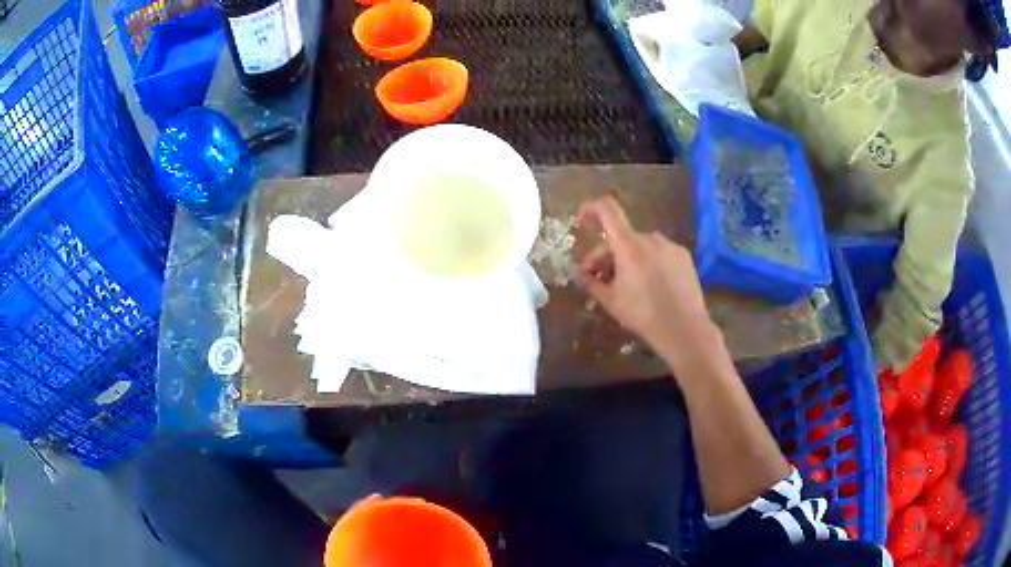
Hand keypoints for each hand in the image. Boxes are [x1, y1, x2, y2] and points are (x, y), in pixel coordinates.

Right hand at [575, 197, 714, 364]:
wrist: (685, 330)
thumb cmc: (643, 315)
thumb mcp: (611, 302)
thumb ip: (590, 283)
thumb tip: (576, 273)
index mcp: (629, 246)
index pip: (607, 210)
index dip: (591, 209)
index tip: (581, 221)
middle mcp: (650, 238)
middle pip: (621, 236)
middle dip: (606, 254)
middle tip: (597, 278)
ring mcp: (670, 246)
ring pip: (640, 246)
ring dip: (627, 259)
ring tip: (626, 285)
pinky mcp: (683, 256)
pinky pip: (658, 253)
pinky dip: (648, 262)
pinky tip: (650, 286)